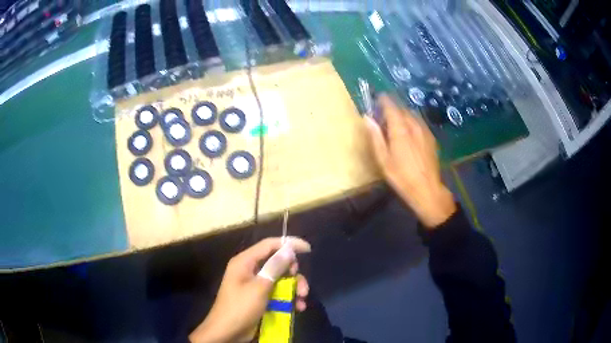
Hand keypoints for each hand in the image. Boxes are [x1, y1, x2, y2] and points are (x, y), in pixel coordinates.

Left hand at [189, 237, 310, 342]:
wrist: (228, 333)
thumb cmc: (240, 308)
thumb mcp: (259, 287)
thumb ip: (274, 267)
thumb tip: (288, 249)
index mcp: (245, 262)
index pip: (269, 245)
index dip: (289, 244)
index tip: (307, 249)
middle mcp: (250, 270)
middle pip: (277, 263)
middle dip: (293, 273)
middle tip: (301, 285)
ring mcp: (255, 285)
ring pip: (281, 279)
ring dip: (294, 288)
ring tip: (302, 299)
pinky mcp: (260, 298)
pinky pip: (278, 292)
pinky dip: (289, 298)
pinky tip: (298, 307)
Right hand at [365, 95, 456, 227]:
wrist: (427, 189)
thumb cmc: (401, 176)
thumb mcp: (383, 159)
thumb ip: (375, 136)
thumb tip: (367, 118)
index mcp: (400, 129)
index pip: (391, 107)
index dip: (384, 100)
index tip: (377, 97)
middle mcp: (414, 125)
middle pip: (402, 109)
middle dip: (393, 107)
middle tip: (384, 113)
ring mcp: (425, 131)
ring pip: (412, 114)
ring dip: (403, 113)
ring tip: (396, 121)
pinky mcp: (431, 138)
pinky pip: (420, 122)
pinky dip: (412, 121)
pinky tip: (409, 131)